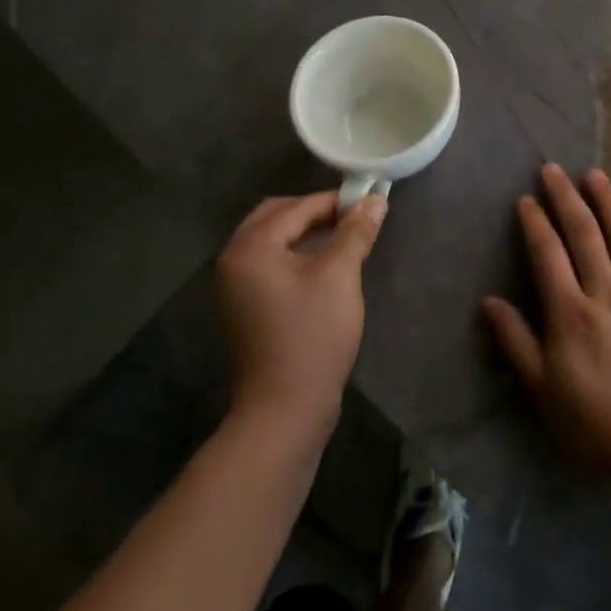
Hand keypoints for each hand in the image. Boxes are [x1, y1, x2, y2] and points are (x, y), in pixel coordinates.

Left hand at [216, 191, 386, 436]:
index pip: (296, 207)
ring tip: (344, 238)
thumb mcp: (340, 276)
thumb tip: (375, 199)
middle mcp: (234, 260)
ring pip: (272, 240)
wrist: (284, 411)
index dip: (335, 201)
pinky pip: (270, 264)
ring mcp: (235, 287)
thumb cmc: (312, 336)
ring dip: (306, 233)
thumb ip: (355, 232)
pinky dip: (296, 255)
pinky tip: (325, 266)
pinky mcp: (245, 307)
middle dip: (315, 212)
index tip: (369, 200)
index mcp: (251, 247)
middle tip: (353, 217)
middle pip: (276, 217)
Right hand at [482, 165, 610, 480]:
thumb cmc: (595, 423)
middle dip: (566, 197)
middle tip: (553, 169)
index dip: (535, 222)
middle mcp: (606, 292)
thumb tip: (488, 301)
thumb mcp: (542, 390)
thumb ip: (515, 341)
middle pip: (584, 233)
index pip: (548, 254)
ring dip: (607, 200)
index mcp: (570, 313)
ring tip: (594, 174)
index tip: (526, 199)